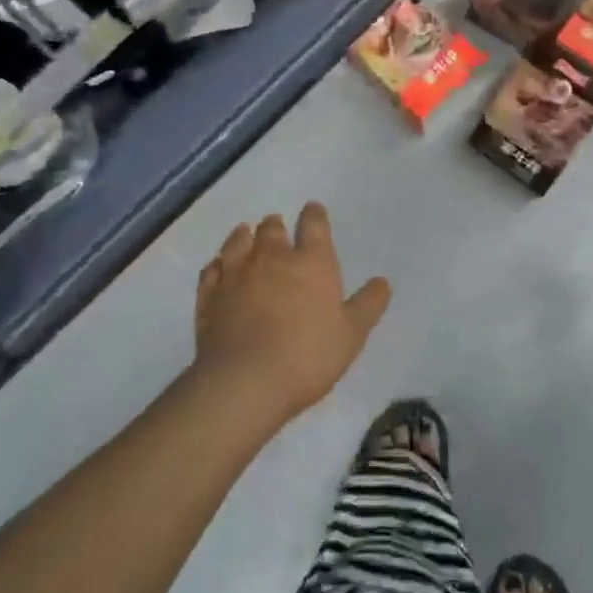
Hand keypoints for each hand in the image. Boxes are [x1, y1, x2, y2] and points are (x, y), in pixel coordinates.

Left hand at [193, 203, 391, 425]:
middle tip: (277, 226)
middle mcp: (272, 258)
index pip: (314, 224)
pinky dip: (216, 265)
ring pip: (238, 242)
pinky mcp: (209, 297)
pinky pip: (211, 270)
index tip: (313, 210)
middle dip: (276, 225)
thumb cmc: (308, 355)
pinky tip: (218, 267)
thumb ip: (368, 305)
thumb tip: (382, 281)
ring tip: (246, 233)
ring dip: (244, 236)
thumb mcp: (352, 334)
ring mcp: (236, 275)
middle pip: (272, 229)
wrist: (245, 383)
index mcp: (312, 262)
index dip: (314, 214)